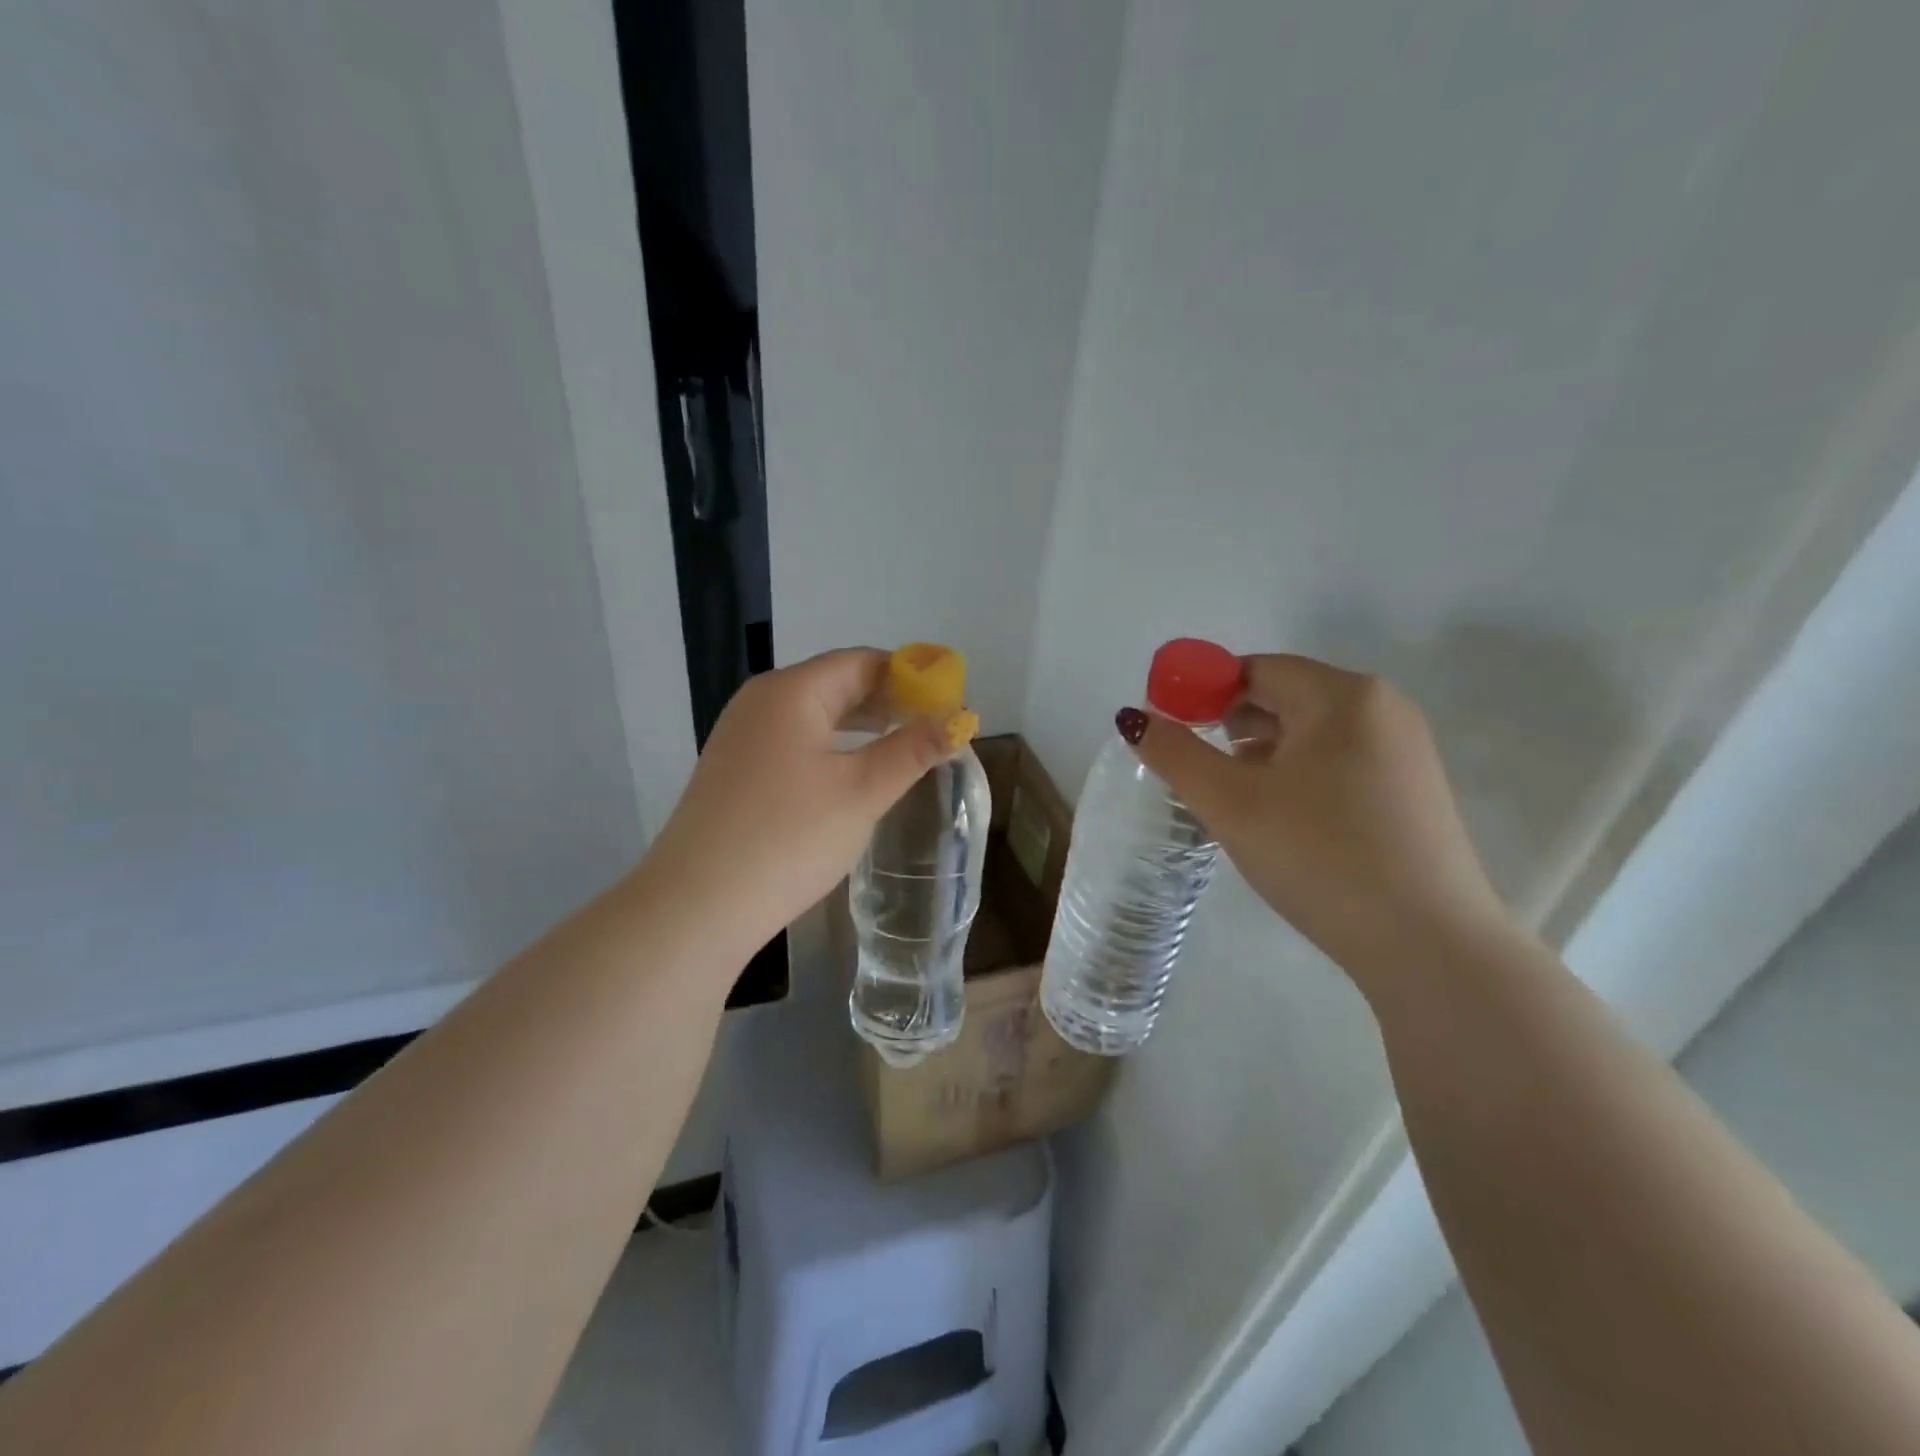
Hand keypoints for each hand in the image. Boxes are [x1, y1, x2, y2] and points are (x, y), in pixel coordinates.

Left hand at [643, 648, 967, 953]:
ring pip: (815, 715)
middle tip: (933, 727)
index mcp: (791, 691)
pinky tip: (851, 773)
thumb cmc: (788, 837)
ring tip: (903, 746)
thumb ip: (912, 750)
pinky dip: (831, 747)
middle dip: (888, 700)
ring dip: (861, 725)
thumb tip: (959, 720)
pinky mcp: (734, 771)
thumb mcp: (862, 791)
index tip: (949, 703)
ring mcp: (741, 736)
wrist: (697, 905)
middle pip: (836, 683)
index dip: (911, 676)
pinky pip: (794, 742)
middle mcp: (761, 702)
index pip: (862, 662)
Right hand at [1129, 654, 1507, 978]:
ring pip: (1311, 735)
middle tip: (1198, 772)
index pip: (1255, 670)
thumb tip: (1133, 718)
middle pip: (1285, 698)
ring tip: (1233, 800)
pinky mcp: (1412, 793)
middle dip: (1232, 727)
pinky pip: (1338, 764)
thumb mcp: (1231, 803)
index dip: (1203, 694)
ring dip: (1262, 755)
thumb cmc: (1319, 856)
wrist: (1428, 945)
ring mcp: (1405, 752)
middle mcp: (1382, 709)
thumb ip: (1175, 753)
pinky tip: (1280, 820)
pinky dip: (1297, 777)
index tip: (1172, 733)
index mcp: (1343, 696)